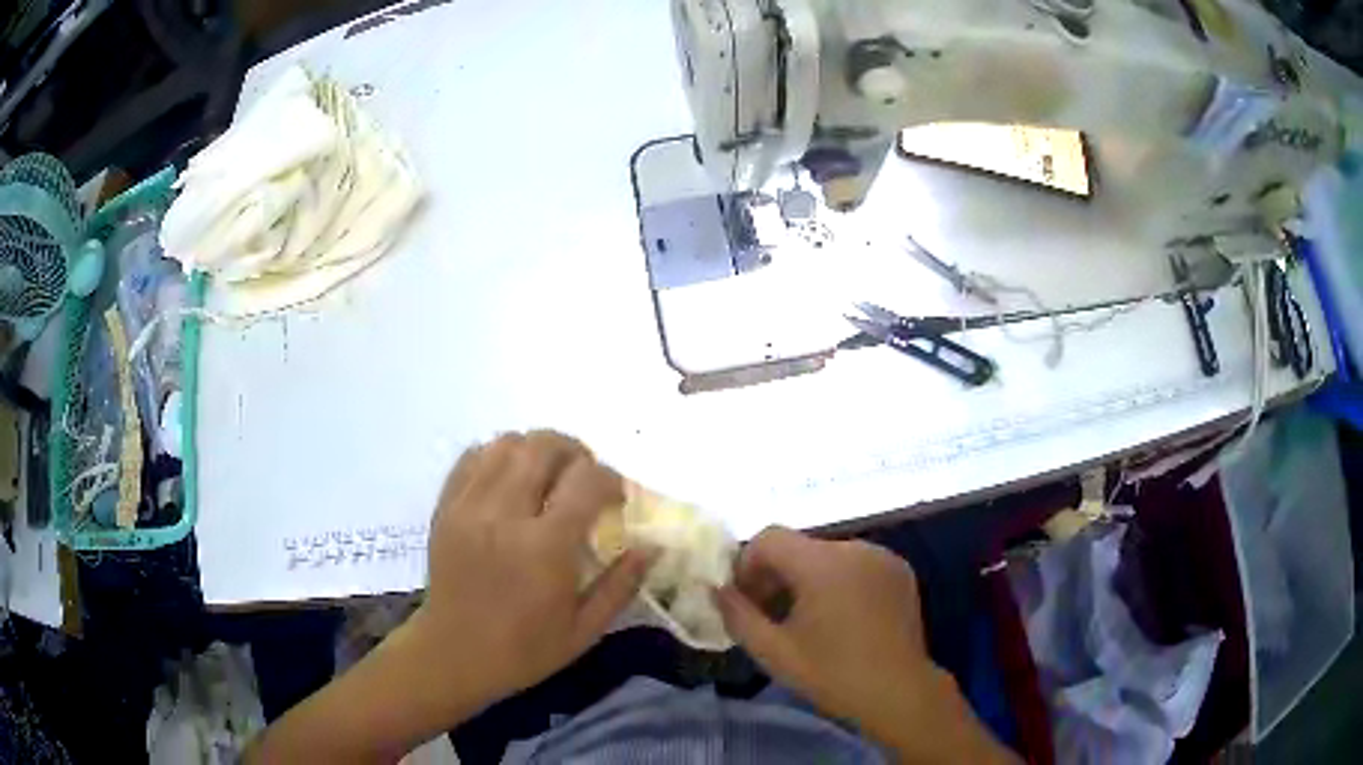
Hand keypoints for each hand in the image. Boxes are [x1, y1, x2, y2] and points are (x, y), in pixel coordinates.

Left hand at [411, 431, 651, 712]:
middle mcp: (504, 515)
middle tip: (585, 478)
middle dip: (575, 452)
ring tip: (549, 474)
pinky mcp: (446, 506)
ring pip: (506, 443)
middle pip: (543, 447)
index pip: (586, 480)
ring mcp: (469, 506)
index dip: (611, 479)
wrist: (453, 654)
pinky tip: (511, 479)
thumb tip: (652, 546)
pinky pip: (473, 457)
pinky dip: (498, 456)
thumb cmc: (524, 649)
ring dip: (536, 450)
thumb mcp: (585, 630)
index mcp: (545, 548)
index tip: (617, 499)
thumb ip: (622, 585)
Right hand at [716, 527, 1015, 762]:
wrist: (900, 692)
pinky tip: (842, 618)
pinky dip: (839, 581)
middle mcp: (855, 548)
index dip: (748, 564)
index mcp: (823, 563)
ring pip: (828, 556)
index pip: (769, 537)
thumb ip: (737, 614)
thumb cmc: (833, 674)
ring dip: (808, 579)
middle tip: (771, 615)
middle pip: (799, 546)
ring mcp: (882, 557)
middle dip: (777, 575)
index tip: (746, 600)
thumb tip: (716, 589)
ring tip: (808, 620)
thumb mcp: (773, 651)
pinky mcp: (900, 571)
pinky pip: (856, 564)